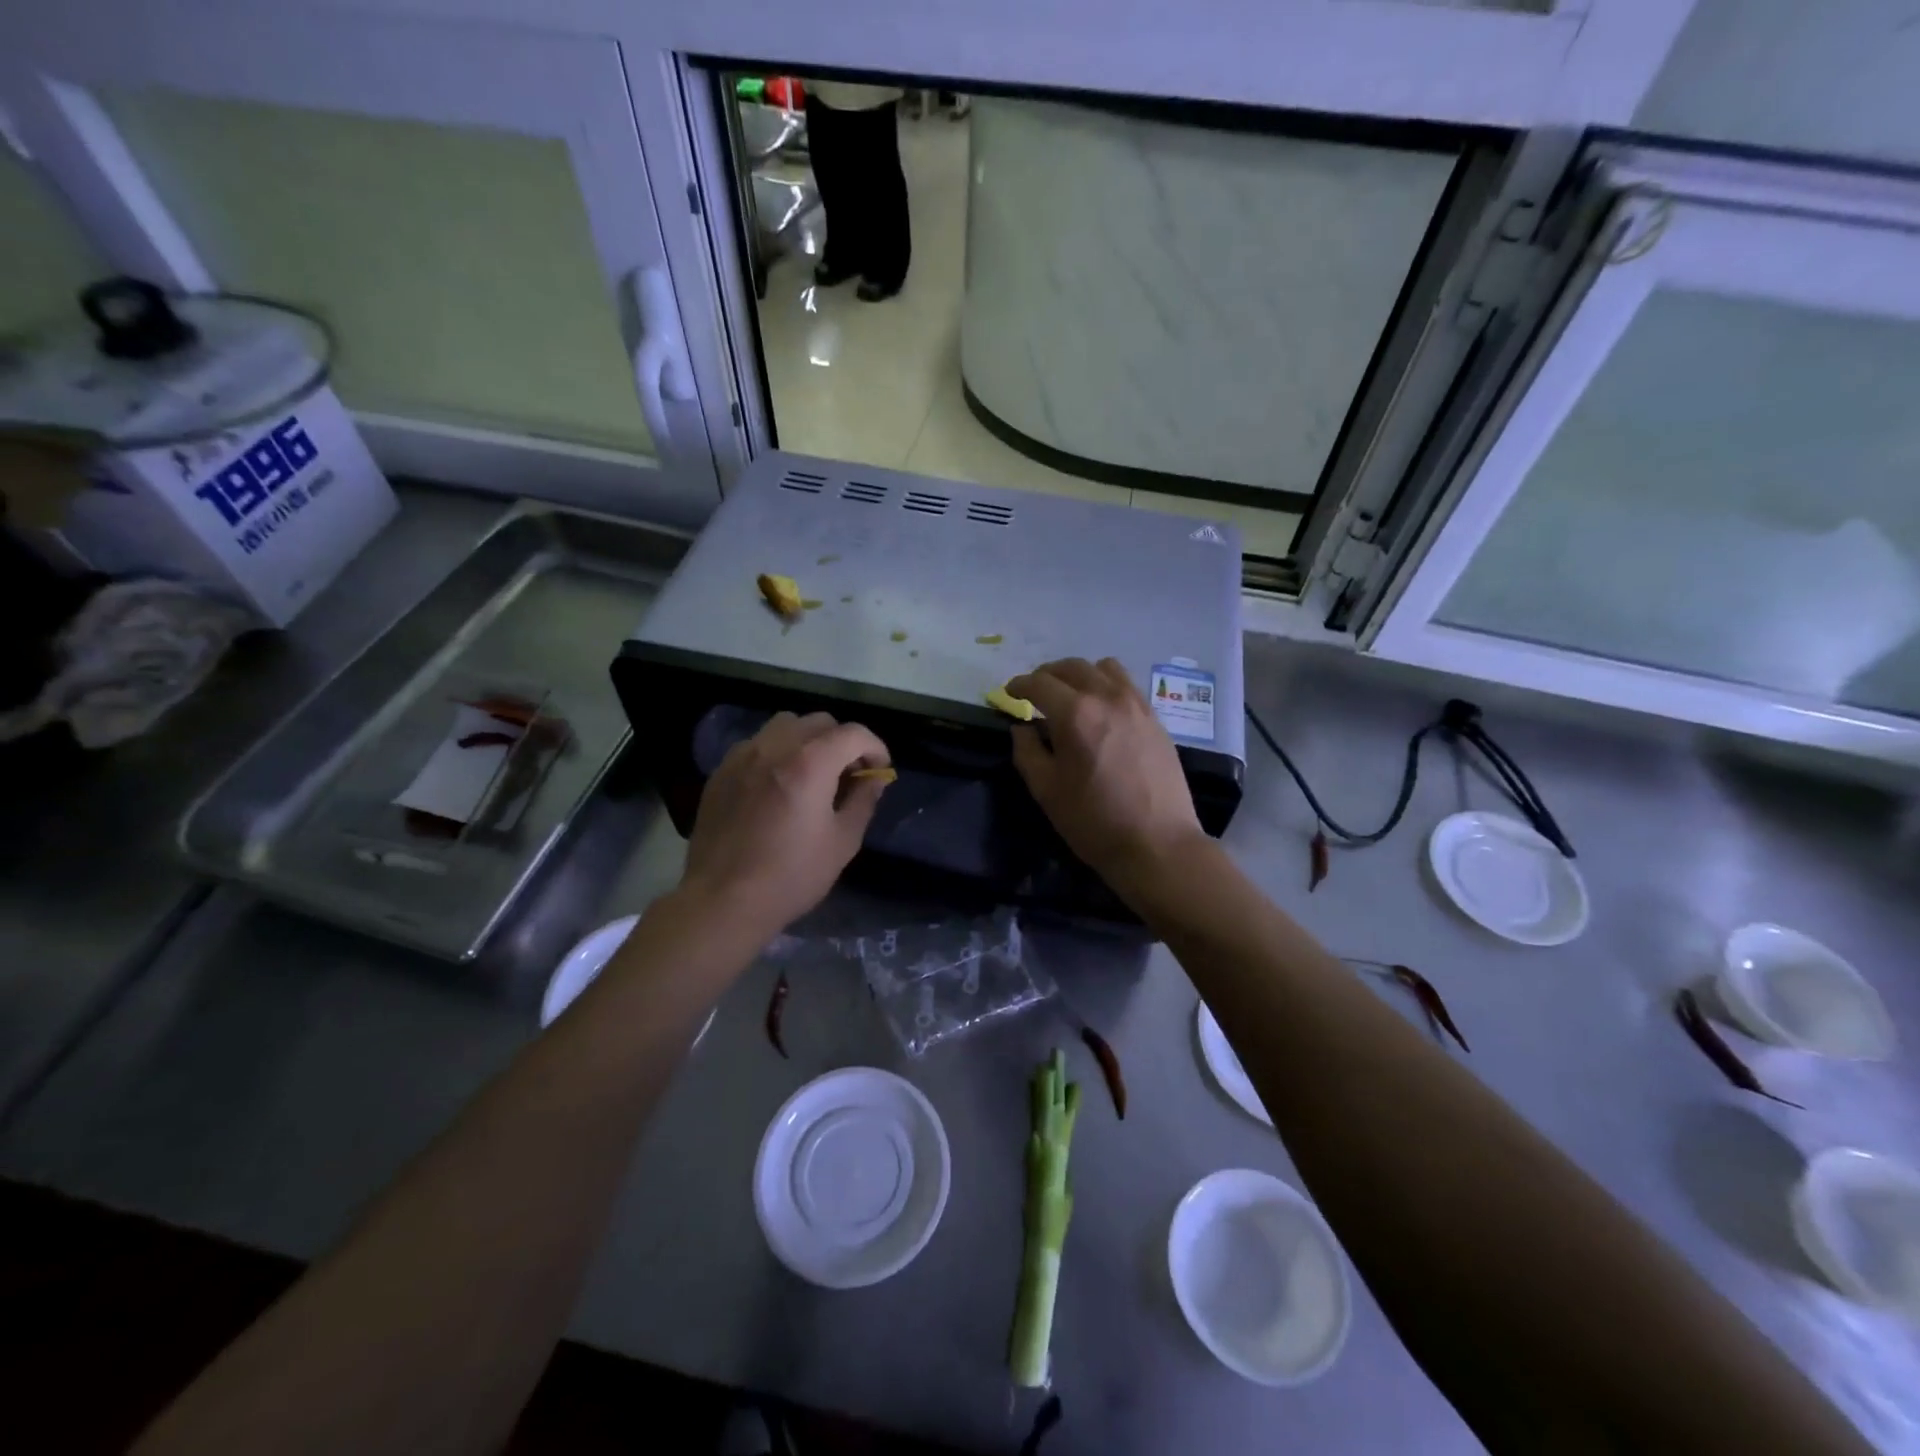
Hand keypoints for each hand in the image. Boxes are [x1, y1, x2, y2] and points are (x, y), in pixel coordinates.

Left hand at [680, 711, 890, 936]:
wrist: (723, 900)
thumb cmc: (791, 876)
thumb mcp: (843, 842)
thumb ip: (863, 800)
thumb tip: (875, 776)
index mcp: (810, 763)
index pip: (853, 733)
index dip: (875, 747)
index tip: (878, 770)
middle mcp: (775, 747)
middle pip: (819, 722)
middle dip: (842, 741)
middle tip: (848, 774)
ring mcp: (743, 756)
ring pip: (785, 725)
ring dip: (808, 740)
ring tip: (812, 773)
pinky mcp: (722, 771)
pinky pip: (757, 744)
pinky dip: (777, 752)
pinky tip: (778, 785)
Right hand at [1006, 659, 1206, 894]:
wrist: (1157, 844)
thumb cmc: (1094, 821)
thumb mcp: (1046, 791)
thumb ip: (1027, 752)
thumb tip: (1022, 728)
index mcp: (1075, 713)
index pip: (1039, 682)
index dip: (1019, 685)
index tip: (1009, 693)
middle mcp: (1107, 697)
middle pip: (1071, 667)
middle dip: (1047, 675)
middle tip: (1035, 694)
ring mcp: (1136, 704)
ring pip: (1103, 668)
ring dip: (1080, 675)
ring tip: (1071, 696)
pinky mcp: (1155, 718)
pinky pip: (1126, 685)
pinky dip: (1106, 686)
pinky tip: (1102, 711)